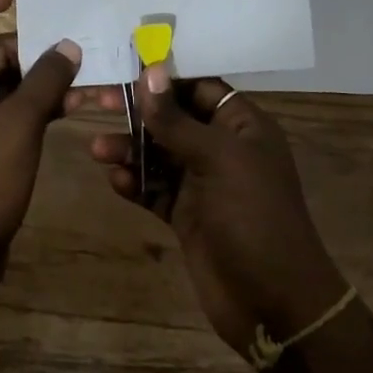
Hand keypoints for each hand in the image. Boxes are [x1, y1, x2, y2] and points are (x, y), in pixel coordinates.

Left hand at [0, 0, 80, 280]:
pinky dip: (37, 110)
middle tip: (79, 55)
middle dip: (34, 51)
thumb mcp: (18, 123)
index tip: (13, 4)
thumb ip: (46, 79)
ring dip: (45, 84)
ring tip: (94, 85)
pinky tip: (76, 112)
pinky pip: (8, 114)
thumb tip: (68, 46)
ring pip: (5, 85)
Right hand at [86, 68, 346, 356]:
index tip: (124, 67)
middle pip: (173, 118)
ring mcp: (204, 184)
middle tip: (97, 101)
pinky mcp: (187, 216)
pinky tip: (115, 181)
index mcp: (242, 126)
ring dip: (130, 150)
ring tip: (98, 150)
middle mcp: (222, 149)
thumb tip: (149, 71)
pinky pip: (155, 189)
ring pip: (159, 154)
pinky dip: (135, 183)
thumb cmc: (254, 217)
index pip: (199, 87)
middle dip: (138, 112)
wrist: (275, 305)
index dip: (164, 78)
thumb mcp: (217, 159)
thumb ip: (176, 119)